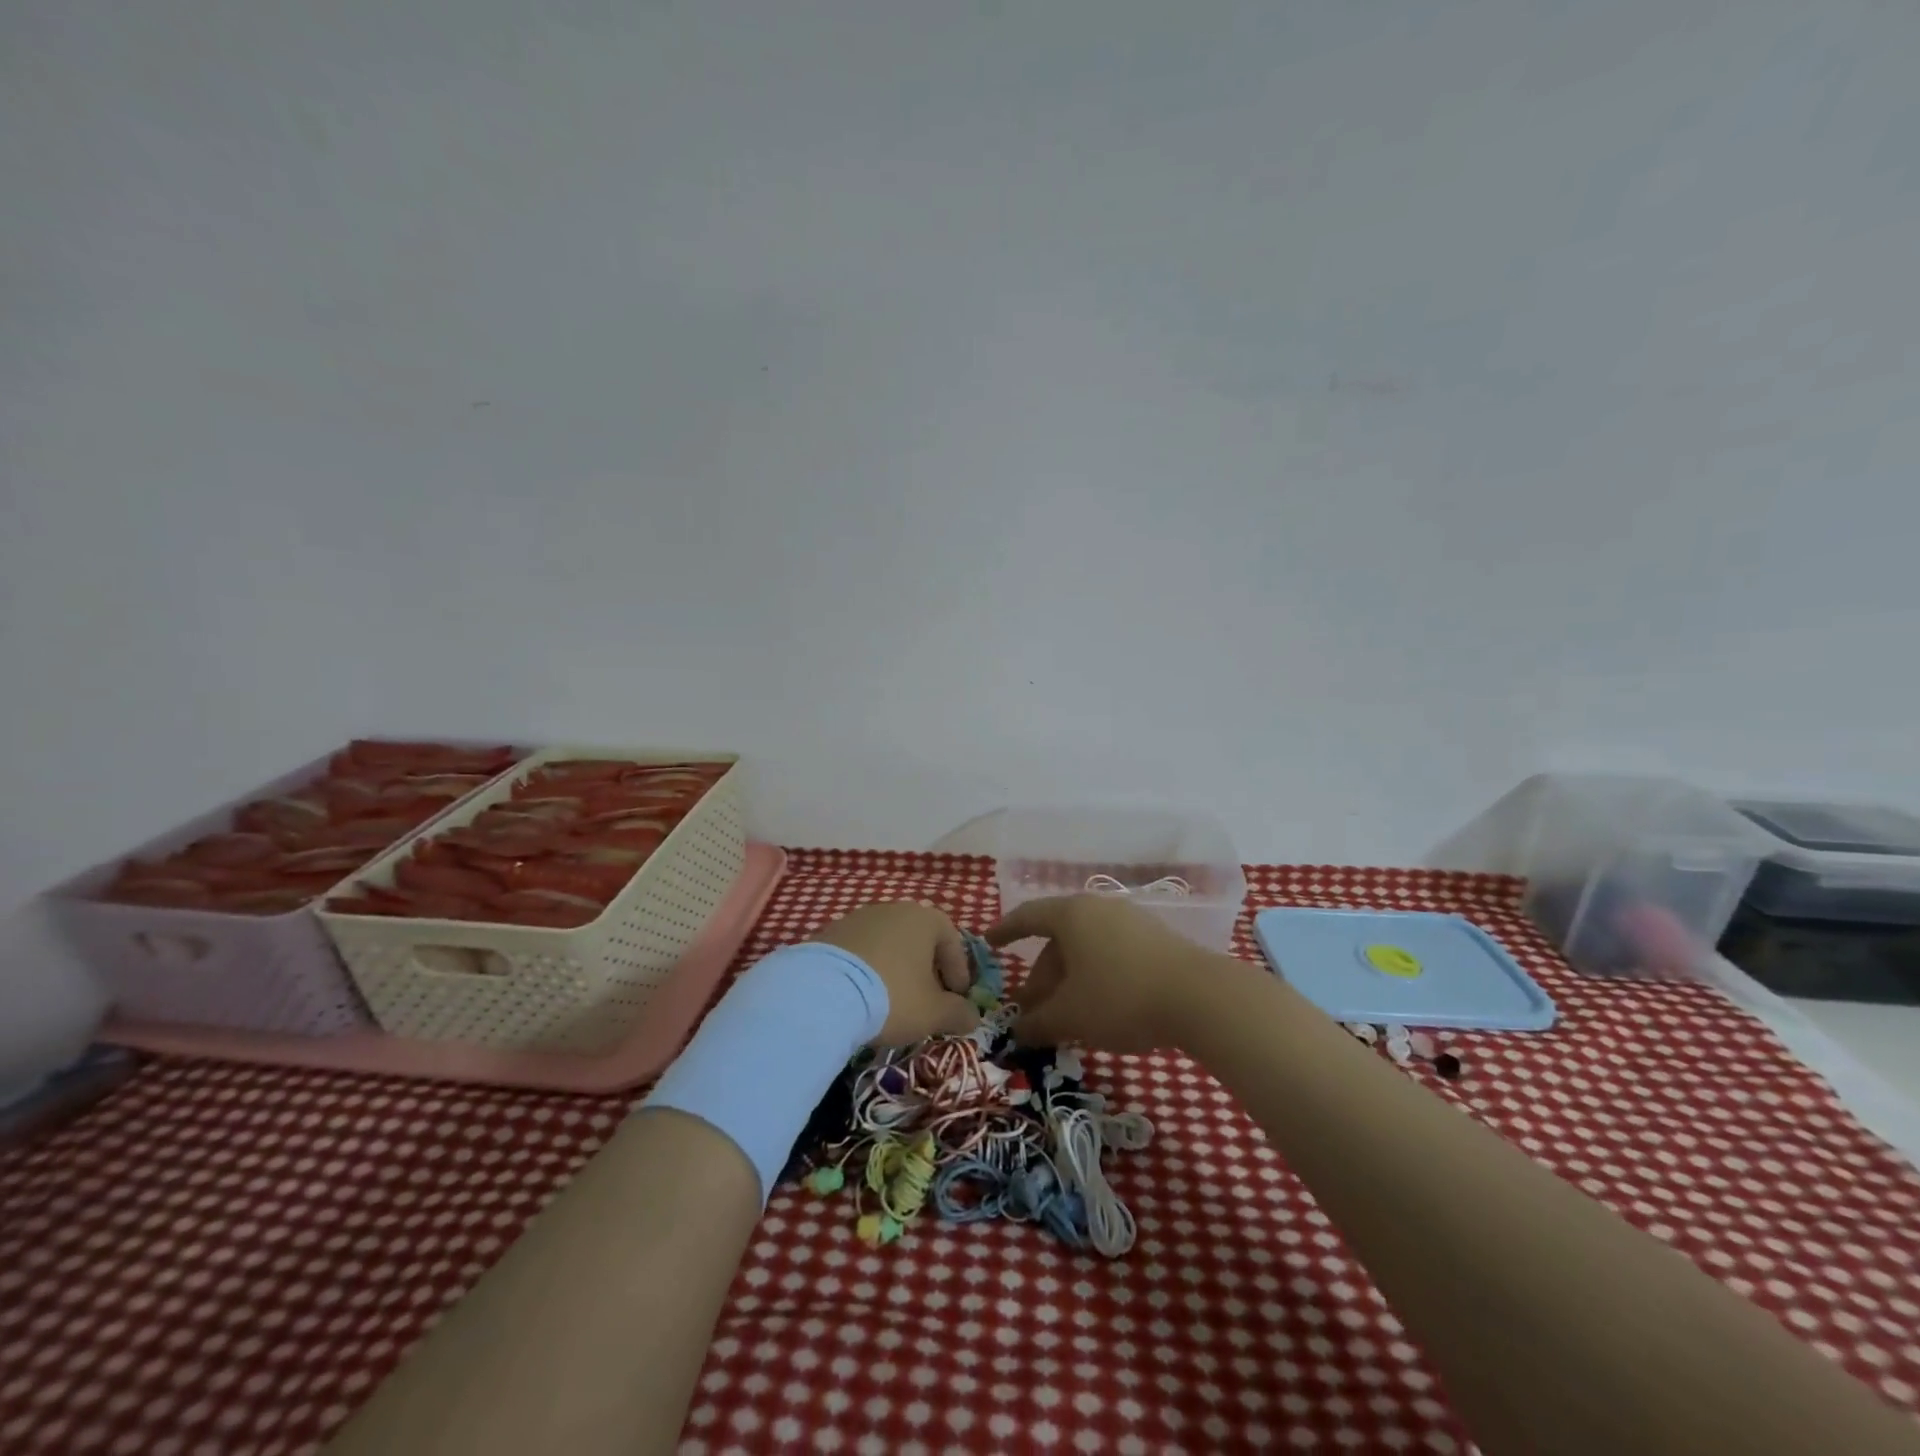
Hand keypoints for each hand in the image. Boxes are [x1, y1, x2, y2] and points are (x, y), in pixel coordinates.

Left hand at [809, 901, 980, 1046]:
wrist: (822, 992)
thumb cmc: (892, 996)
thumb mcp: (934, 1013)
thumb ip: (959, 1013)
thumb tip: (972, 1016)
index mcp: (924, 919)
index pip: (952, 941)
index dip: (958, 972)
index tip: (956, 999)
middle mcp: (894, 909)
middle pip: (919, 940)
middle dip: (927, 970)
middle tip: (926, 1001)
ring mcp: (859, 917)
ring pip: (888, 944)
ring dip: (895, 969)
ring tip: (891, 1001)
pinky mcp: (830, 933)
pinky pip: (860, 952)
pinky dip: (867, 970)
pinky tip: (861, 996)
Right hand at [986, 894, 1220, 1050]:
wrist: (1200, 997)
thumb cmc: (1120, 997)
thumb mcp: (1071, 1016)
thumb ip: (1037, 1023)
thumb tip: (1016, 1030)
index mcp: (1071, 915)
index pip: (1027, 916)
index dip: (1005, 931)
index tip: (989, 943)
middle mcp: (1098, 908)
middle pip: (1058, 940)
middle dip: (1041, 976)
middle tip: (1032, 1011)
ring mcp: (1130, 921)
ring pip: (1085, 949)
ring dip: (1068, 981)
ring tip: (1066, 1018)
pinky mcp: (1156, 940)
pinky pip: (1110, 954)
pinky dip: (1095, 978)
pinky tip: (1100, 1009)